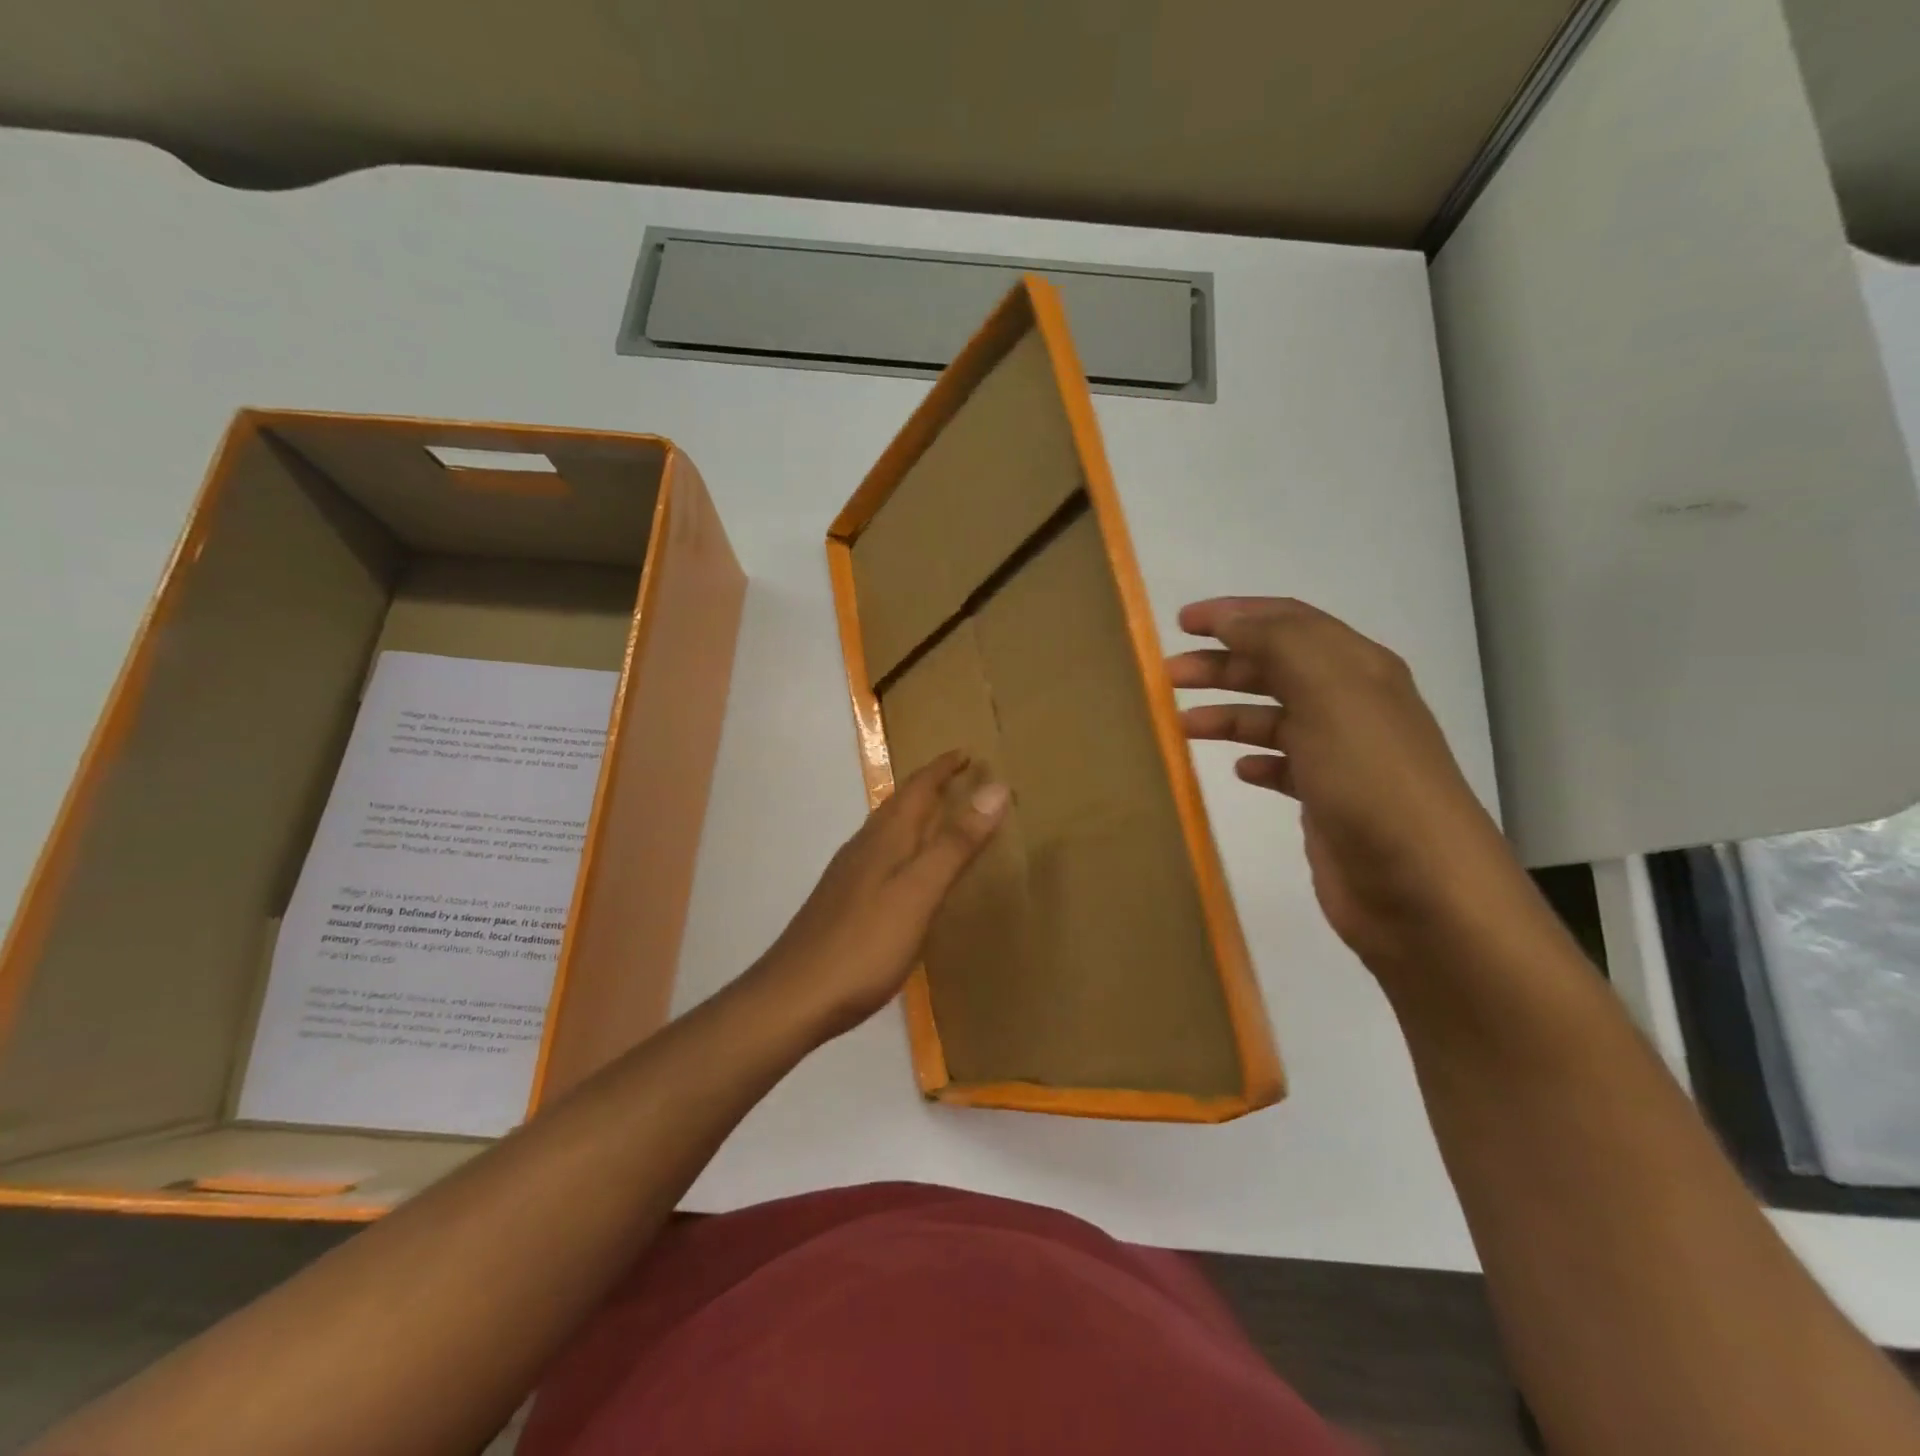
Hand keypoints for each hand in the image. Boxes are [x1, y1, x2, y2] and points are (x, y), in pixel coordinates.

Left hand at [756, 750, 1009, 1041]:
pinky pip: (878, 856)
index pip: (917, 788)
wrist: (793, 997)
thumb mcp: (920, 892)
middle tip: (959, 778)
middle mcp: (864, 848)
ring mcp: (848, 876)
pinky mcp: (842, 902)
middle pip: (898, 804)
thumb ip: (956, 844)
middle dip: (929, 786)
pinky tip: (904, 872)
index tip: (967, 753)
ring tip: (938, 816)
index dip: (942, 768)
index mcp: (885, 839)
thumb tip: (995, 788)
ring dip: (914, 815)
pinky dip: (902, 846)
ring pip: (886, 830)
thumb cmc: (864, 945)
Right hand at [1168, 598, 1538, 975]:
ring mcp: (1341, 755)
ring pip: (1274, 717)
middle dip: (1221, 664)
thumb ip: (1278, 643)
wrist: (1420, 888)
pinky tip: (1236, 770)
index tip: (1180, 623)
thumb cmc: (1370, 780)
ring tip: (1182, 724)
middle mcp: (1351, 704)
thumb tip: (1230, 617)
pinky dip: (1255, 759)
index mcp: (1356, 668)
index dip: (1235, 614)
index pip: (1288, 621)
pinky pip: (1284, 766)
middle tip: (1167, 676)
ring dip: (1228, 712)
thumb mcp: (1328, 693)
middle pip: (1276, 667)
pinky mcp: (1329, 801)